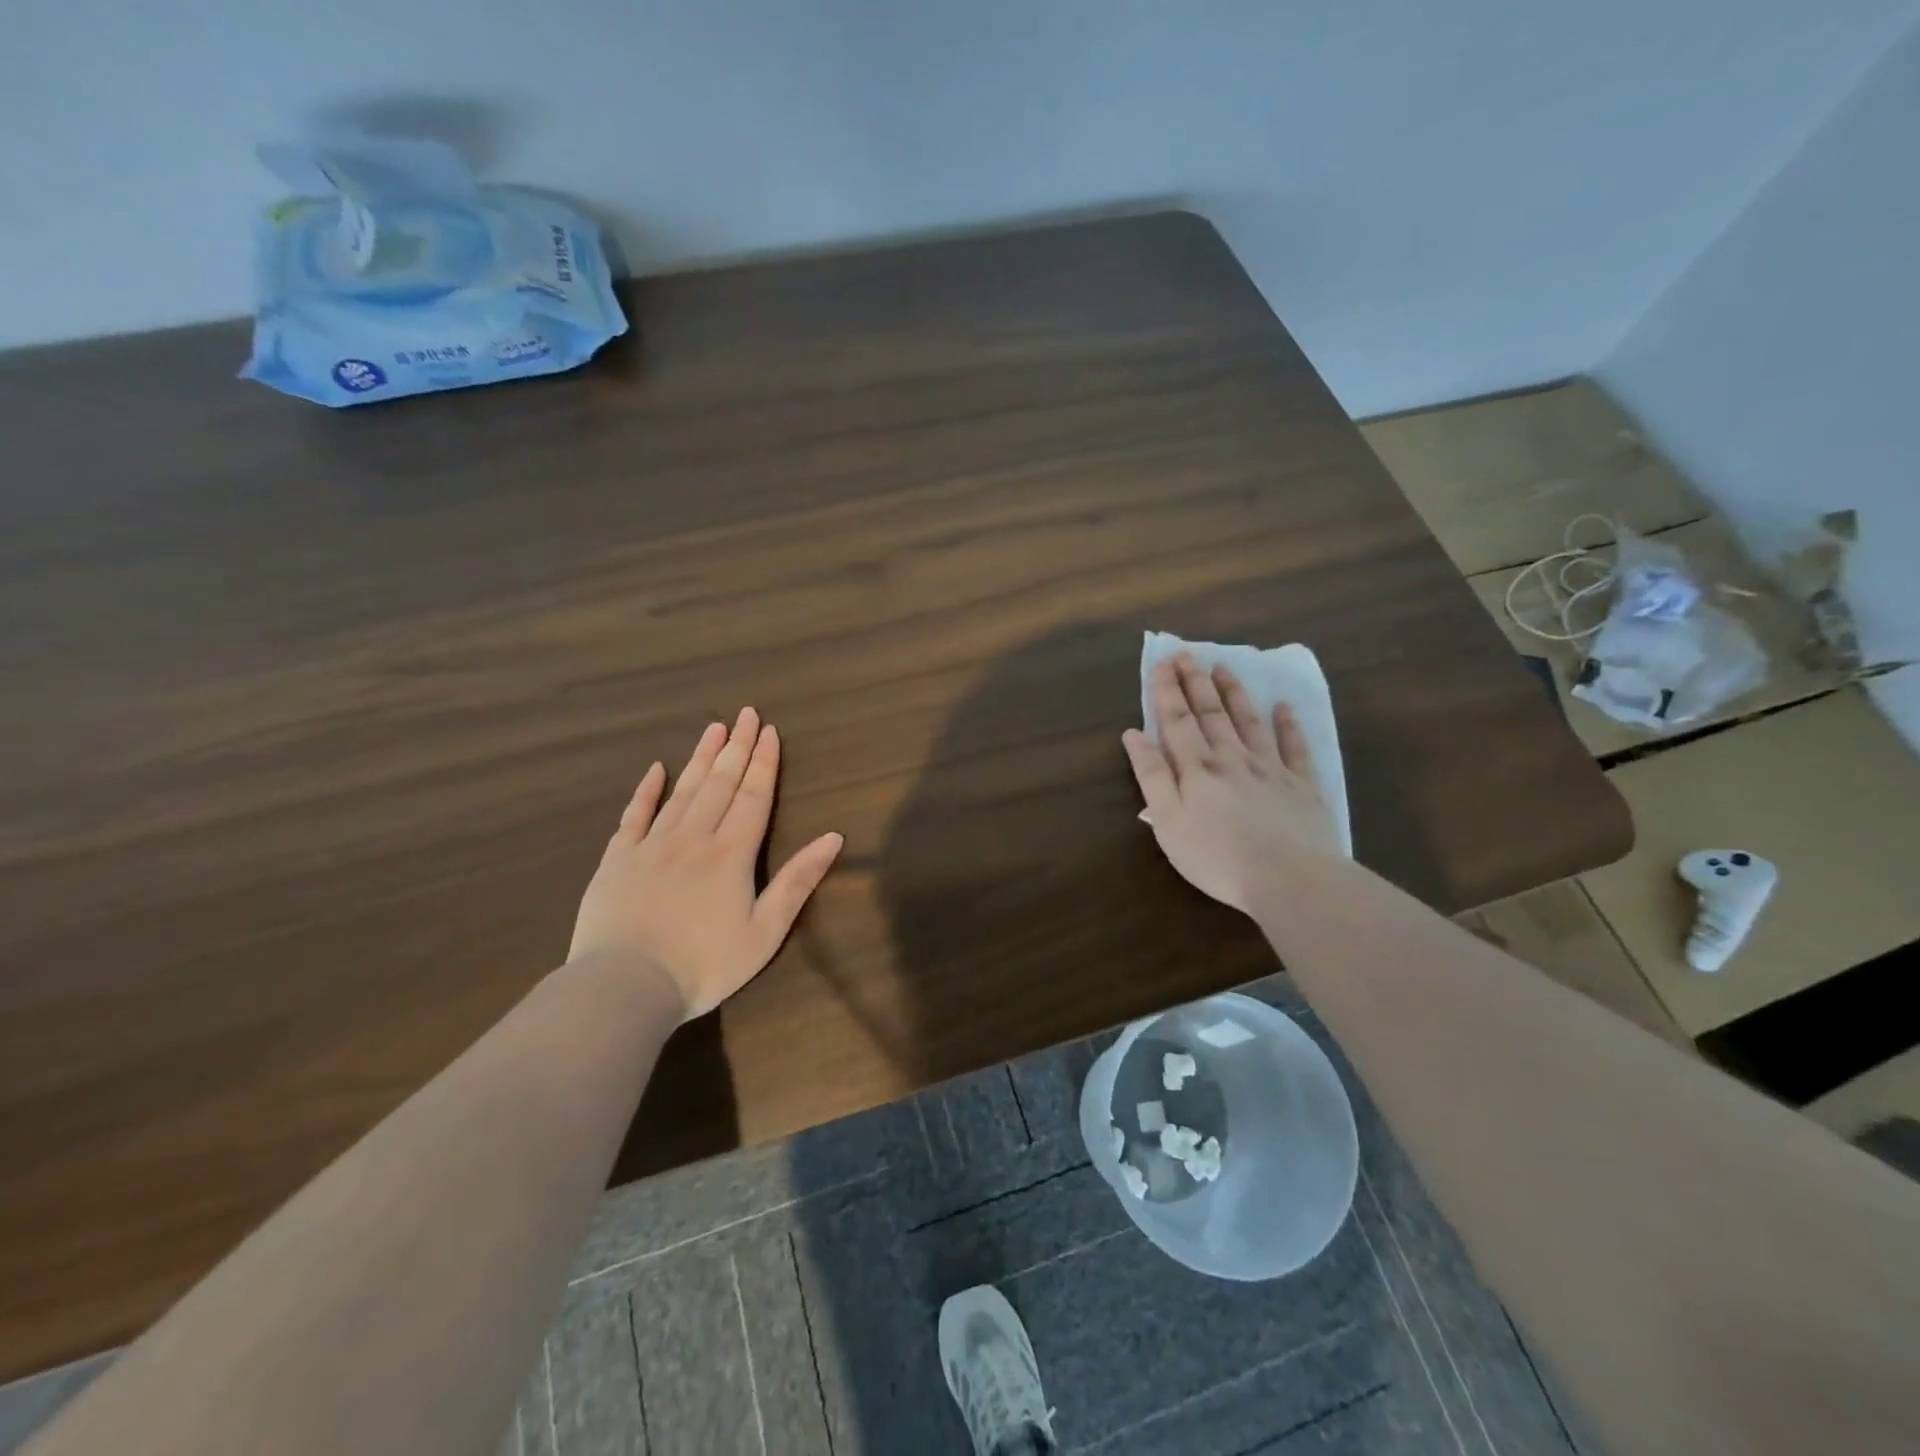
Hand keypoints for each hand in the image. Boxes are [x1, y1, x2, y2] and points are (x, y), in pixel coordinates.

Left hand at [569, 708, 843, 1019]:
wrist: (624, 987)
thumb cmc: (704, 965)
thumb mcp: (765, 932)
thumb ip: (798, 881)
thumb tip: (833, 837)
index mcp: (731, 853)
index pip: (753, 796)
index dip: (764, 763)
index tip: (770, 731)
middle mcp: (693, 837)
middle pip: (720, 783)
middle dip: (737, 747)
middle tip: (746, 714)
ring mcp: (651, 845)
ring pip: (682, 791)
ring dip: (700, 757)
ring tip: (714, 727)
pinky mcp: (618, 859)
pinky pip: (634, 815)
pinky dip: (646, 790)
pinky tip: (656, 769)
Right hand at [1121, 654, 1340, 914]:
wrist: (1289, 878)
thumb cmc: (1216, 857)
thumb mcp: (1168, 821)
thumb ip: (1152, 775)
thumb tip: (1134, 734)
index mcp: (1197, 769)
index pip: (1177, 720)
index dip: (1167, 690)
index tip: (1161, 662)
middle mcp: (1232, 759)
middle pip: (1211, 714)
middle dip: (1196, 682)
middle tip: (1187, 653)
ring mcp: (1271, 769)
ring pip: (1249, 722)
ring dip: (1235, 694)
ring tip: (1224, 668)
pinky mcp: (1302, 786)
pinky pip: (1295, 748)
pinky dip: (1288, 725)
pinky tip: (1284, 707)